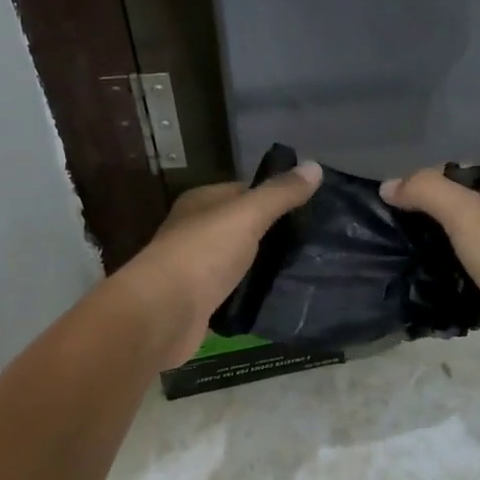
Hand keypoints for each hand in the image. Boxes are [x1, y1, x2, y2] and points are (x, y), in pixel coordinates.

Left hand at [114, 163, 321, 366]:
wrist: (164, 314)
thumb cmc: (203, 254)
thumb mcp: (247, 215)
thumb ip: (280, 194)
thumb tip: (315, 166)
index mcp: (201, 202)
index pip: (244, 191)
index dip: (275, 197)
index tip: (310, 210)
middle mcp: (195, 231)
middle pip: (242, 227)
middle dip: (273, 235)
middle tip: (314, 244)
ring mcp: (196, 269)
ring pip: (239, 262)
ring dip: (264, 268)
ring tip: (305, 271)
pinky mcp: (201, 302)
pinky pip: (234, 292)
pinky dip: (252, 294)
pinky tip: (279, 299)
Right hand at [381, 167, 479, 371]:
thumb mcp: (464, 210)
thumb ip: (425, 191)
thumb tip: (387, 187)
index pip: (457, 175)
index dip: (425, 181)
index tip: (392, 198)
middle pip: (452, 213)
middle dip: (420, 220)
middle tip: (385, 230)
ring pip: (451, 249)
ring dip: (425, 254)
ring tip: (388, 257)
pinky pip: (454, 282)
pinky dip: (434, 284)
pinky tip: (409, 286)